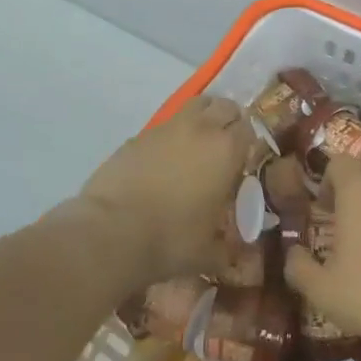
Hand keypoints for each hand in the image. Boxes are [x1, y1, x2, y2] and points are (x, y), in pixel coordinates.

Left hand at [79, 95, 253, 284]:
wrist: (111, 232)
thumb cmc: (170, 240)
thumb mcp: (209, 251)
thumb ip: (229, 247)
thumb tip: (239, 255)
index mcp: (226, 150)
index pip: (249, 128)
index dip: (249, 143)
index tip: (245, 161)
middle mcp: (200, 129)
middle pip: (224, 106)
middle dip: (229, 121)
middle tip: (225, 147)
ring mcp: (166, 128)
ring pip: (195, 104)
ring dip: (202, 118)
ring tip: (198, 144)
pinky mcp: (138, 135)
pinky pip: (165, 126)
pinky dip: (171, 135)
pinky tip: (164, 161)